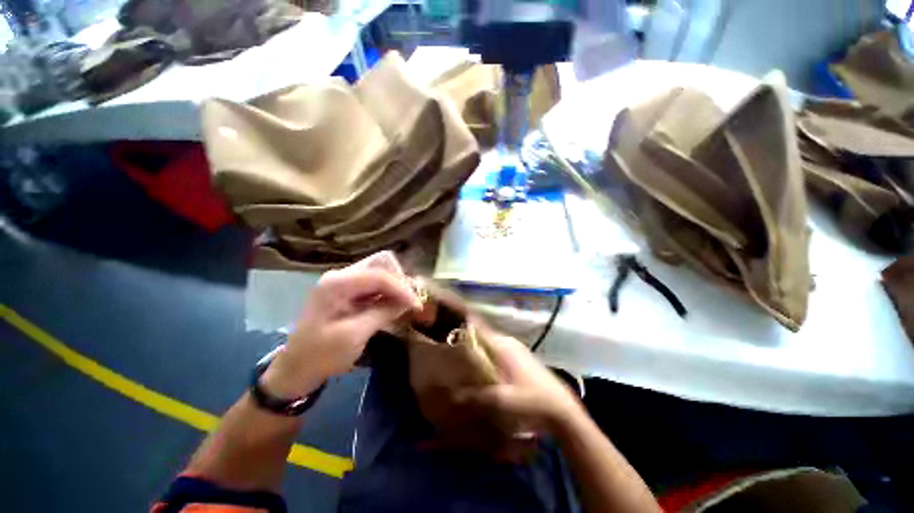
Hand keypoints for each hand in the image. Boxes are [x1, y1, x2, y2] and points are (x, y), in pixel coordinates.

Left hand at [262, 251, 420, 397]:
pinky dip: (387, 293)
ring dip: (395, 287)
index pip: (379, 275)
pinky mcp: (347, 292)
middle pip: (380, 265)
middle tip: (411, 301)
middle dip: (399, 281)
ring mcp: (343, 283)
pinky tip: (394, 305)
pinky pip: (374, 285)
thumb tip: (408, 302)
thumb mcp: (354, 336)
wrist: (296, 369)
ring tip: (406, 303)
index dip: (401, 288)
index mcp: (337, 284)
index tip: (417, 305)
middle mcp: (340, 276)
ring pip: (379, 273)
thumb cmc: (321, 354)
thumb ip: (382, 313)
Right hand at [459, 326, 584, 435]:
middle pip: (481, 334)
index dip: (463, 322)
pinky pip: (498, 350)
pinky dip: (487, 354)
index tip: (447, 319)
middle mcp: (507, 341)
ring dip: (477, 347)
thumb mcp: (501, 400)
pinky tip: (483, 368)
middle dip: (466, 338)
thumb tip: (452, 394)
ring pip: (490, 342)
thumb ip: (476, 396)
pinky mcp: (521, 356)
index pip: (478, 326)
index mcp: (501, 345)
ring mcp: (516, 348)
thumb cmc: (531, 400)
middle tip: (450, 346)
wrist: (561, 408)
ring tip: (462, 356)